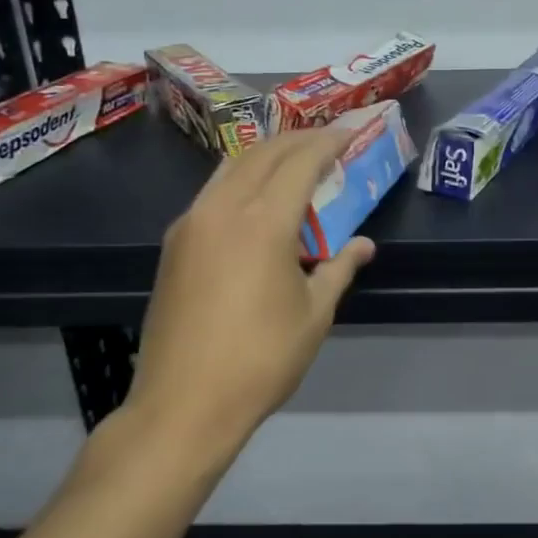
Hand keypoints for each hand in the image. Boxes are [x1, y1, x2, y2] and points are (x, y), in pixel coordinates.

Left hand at [108, 126, 374, 466]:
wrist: (183, 404)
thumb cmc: (260, 360)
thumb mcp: (313, 315)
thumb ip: (339, 269)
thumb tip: (363, 245)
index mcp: (263, 223)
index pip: (300, 162)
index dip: (327, 143)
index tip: (349, 133)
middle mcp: (223, 209)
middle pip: (263, 153)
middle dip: (298, 139)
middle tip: (327, 139)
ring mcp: (192, 223)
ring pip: (232, 166)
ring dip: (266, 154)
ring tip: (294, 159)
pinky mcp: (174, 243)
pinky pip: (213, 191)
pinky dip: (241, 178)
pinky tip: (257, 198)